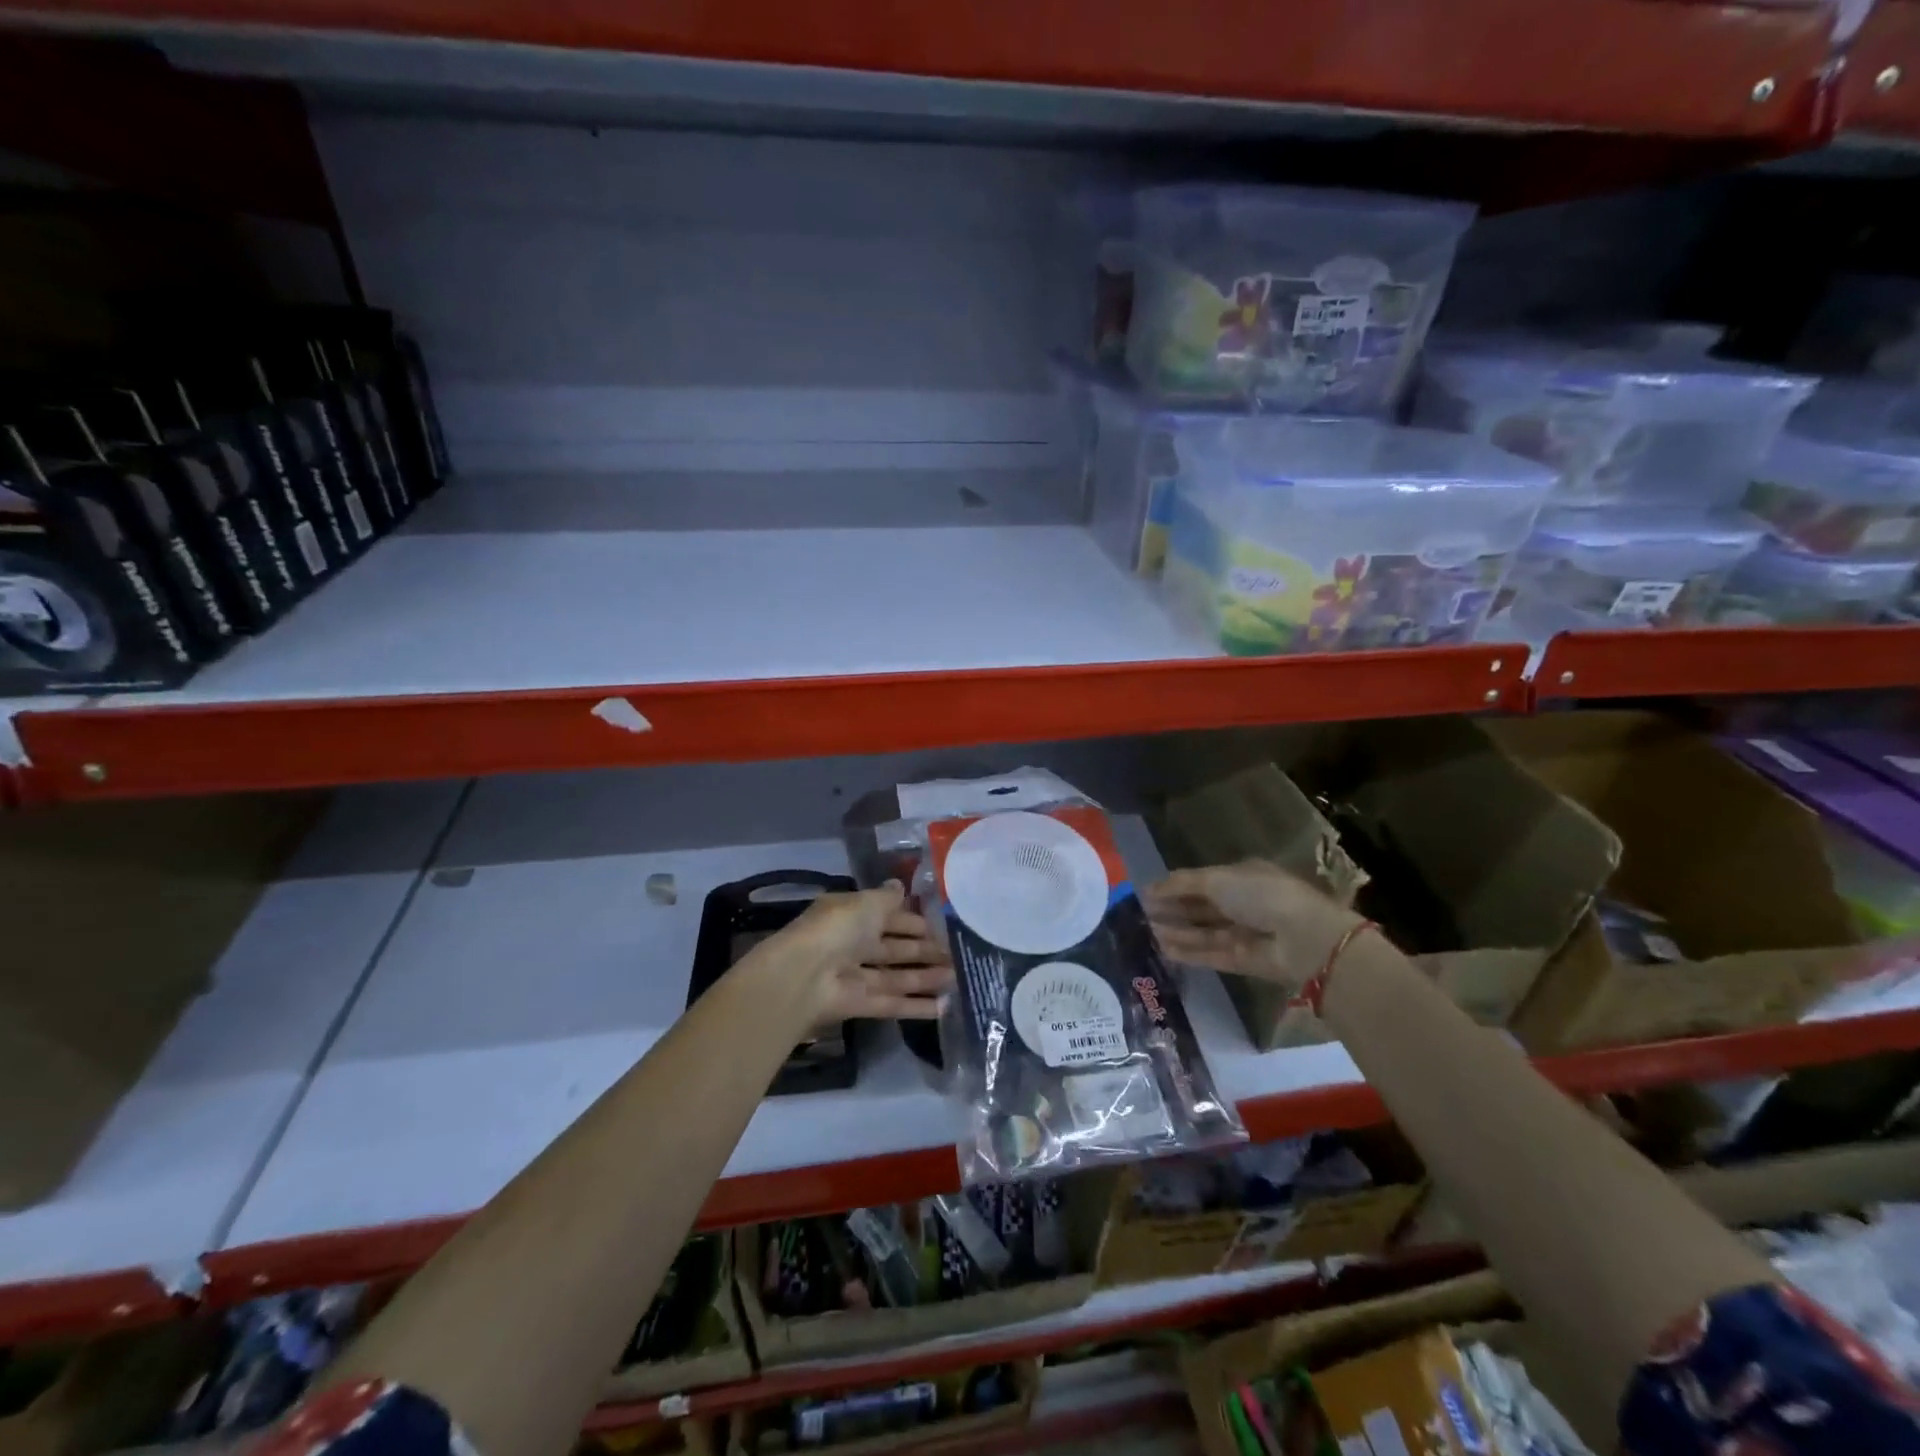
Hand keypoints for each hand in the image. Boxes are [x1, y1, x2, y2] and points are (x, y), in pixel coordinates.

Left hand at [752, 883, 953, 1023]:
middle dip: (923, 951)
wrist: (803, 976)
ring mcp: (855, 976)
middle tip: (956, 954)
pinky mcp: (859, 1004)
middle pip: (894, 948)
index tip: (941, 926)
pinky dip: (916, 1006)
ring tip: (957, 978)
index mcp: (851, 915)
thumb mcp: (866, 903)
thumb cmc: (837, 929)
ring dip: (925, 978)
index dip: (912, 921)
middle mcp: (853, 944)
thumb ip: (887, 898)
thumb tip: (900, 885)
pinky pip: (892, 1003)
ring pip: (896, 976)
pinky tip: (944, 1008)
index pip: (887, 916)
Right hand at [1143, 861, 1359, 990]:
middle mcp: (1244, 904)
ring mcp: (1245, 933)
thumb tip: (1150, 888)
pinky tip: (1164, 949)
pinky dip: (1189, 952)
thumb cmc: (1261, 895)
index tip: (1148, 893)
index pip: (1203, 881)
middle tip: (1142, 914)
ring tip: (1147, 932)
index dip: (1175, 886)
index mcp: (1243, 877)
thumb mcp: (1218, 879)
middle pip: (1202, 907)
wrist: (1303, 938)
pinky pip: (1211, 954)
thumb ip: (1182, 884)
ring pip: (1204, 932)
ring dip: (1178, 931)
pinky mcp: (1244, 960)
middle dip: (1174, 910)